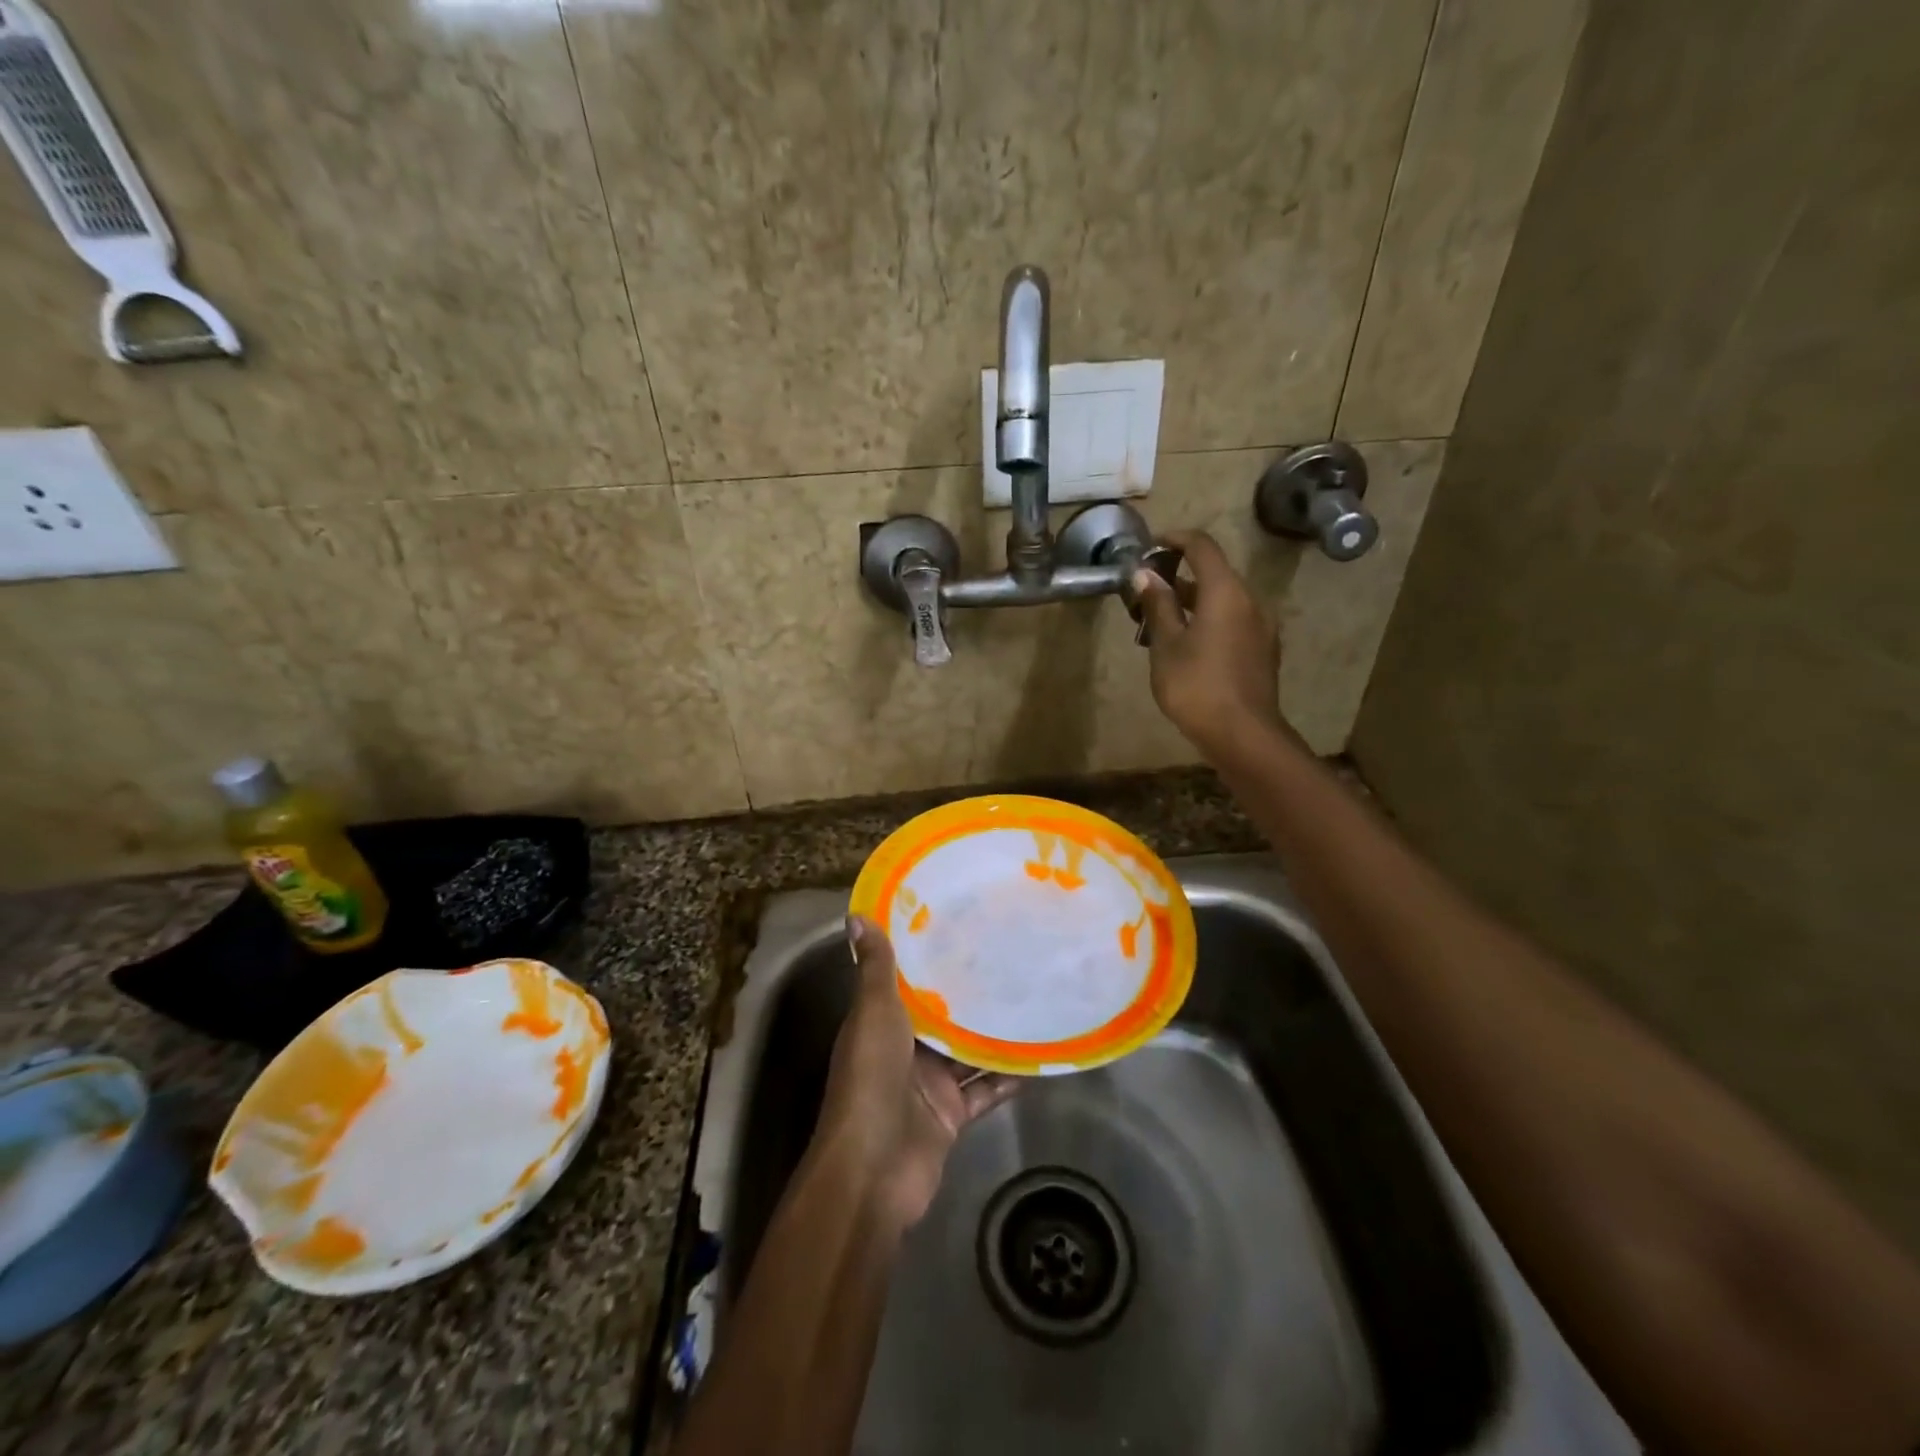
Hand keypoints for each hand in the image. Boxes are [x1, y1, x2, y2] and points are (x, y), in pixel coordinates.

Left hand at [816, 916, 1017, 1229]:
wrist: (874, 1170)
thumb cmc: (871, 1079)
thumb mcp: (874, 1013)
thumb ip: (875, 968)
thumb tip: (857, 914)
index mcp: (880, 1021)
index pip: (907, 981)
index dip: (929, 955)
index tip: (961, 922)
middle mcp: (904, 1049)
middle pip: (942, 1015)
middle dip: (970, 991)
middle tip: (1012, 954)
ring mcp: (929, 1084)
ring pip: (967, 1051)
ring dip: (994, 1031)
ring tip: (1032, 995)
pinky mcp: (952, 1114)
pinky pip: (986, 1089)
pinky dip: (1008, 1076)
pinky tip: (1039, 1054)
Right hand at [1134, 530, 1290, 757]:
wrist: (1243, 735)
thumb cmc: (1196, 686)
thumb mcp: (1166, 645)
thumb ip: (1158, 606)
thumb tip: (1145, 575)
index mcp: (1226, 592)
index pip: (1202, 546)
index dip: (1174, 539)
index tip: (1150, 547)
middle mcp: (1250, 601)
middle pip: (1214, 573)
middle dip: (1179, 575)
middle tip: (1146, 592)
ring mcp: (1261, 627)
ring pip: (1224, 600)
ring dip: (1193, 601)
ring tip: (1159, 622)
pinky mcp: (1263, 650)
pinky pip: (1233, 621)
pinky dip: (1208, 620)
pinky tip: (1186, 645)